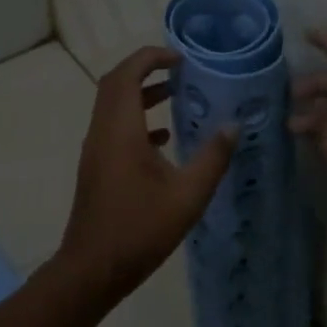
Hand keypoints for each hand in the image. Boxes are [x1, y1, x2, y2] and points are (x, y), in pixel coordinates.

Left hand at [59, 46, 238, 295]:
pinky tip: (164, 138)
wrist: (92, 269)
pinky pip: (114, 128)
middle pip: (115, 83)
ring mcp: (95, 150)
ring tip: (176, 94)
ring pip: (113, 106)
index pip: (127, 73)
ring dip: (141, 93)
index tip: (180, 57)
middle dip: (145, 69)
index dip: (151, 57)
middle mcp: (102, 132)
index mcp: (120, 130)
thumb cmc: (140, 229)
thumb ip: (213, 157)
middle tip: (179, 69)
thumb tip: (234, 126)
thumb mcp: (188, 195)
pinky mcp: (96, 167)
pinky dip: (136, 120)